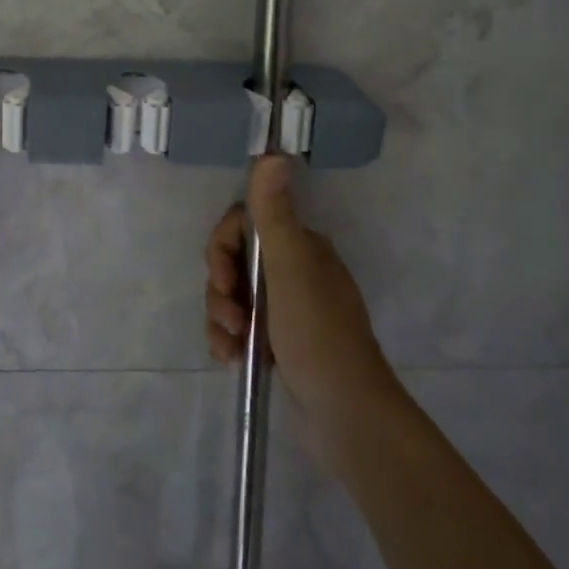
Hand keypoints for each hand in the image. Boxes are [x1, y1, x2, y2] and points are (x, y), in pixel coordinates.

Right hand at [206, 156, 397, 459]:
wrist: (346, 416)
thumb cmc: (318, 334)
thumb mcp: (291, 269)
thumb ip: (273, 213)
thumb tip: (272, 153)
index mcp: (301, 247)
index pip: (244, 225)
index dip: (223, 248)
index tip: (222, 276)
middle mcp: (294, 271)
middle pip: (233, 261)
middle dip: (221, 288)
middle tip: (231, 316)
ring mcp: (287, 309)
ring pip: (233, 296)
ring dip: (221, 318)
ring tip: (232, 346)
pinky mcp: (279, 342)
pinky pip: (239, 328)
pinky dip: (229, 340)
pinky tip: (231, 360)